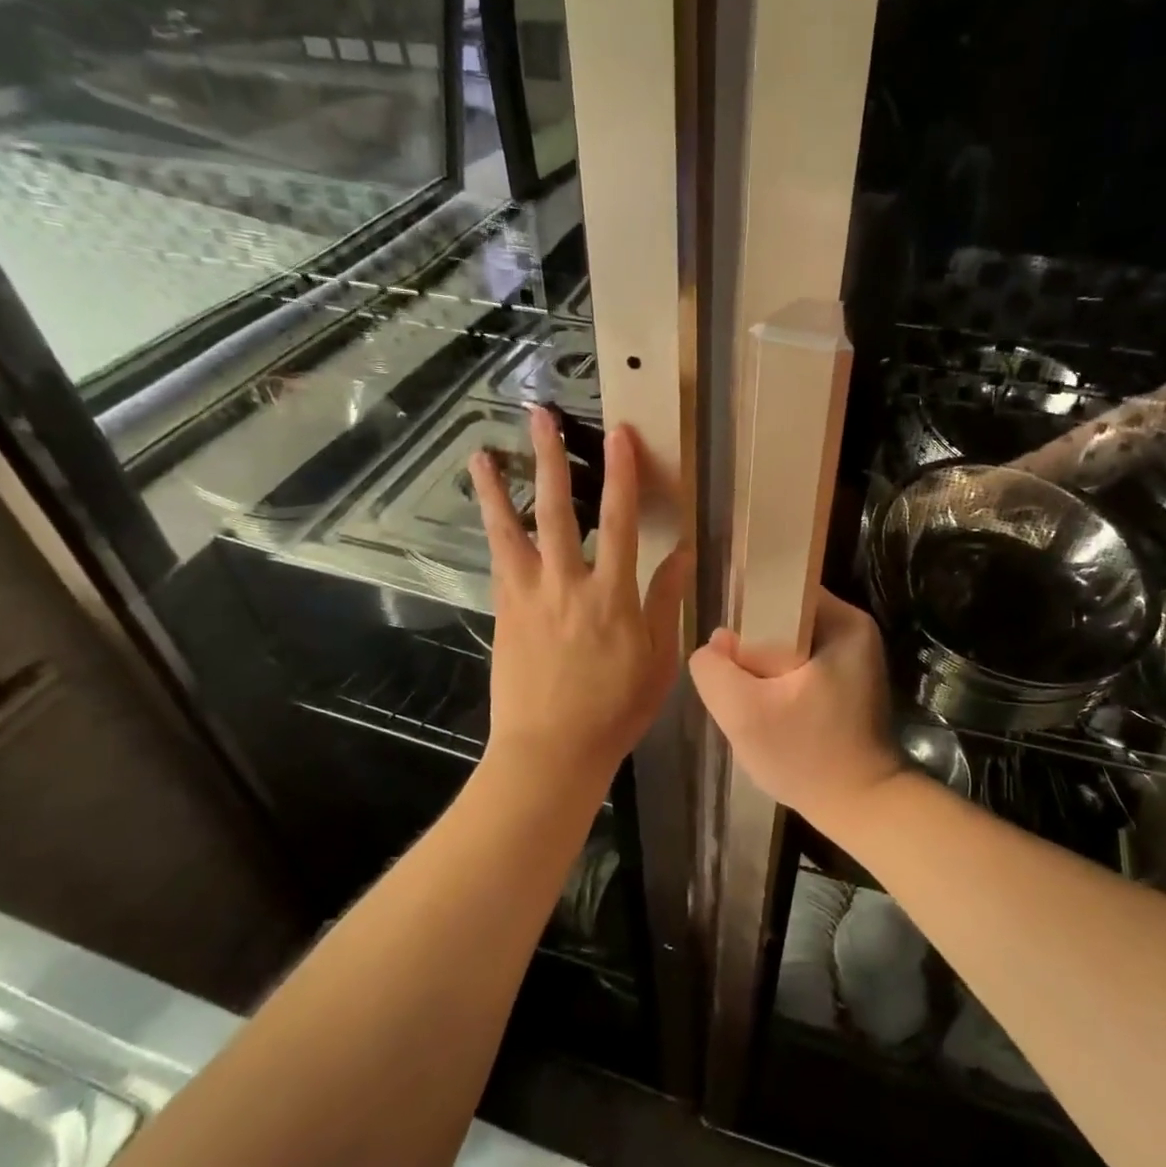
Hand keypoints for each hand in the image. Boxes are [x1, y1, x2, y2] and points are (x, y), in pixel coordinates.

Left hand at [470, 407, 687, 788]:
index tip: (619, 434)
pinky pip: (499, 561)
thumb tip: (683, 553)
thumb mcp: (657, 659)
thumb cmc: (615, 709)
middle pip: (558, 510)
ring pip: (512, 531)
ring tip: (482, 454)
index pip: (621, 522)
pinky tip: (488, 511)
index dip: (621, 474)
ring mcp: (529, 596)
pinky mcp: (505, 611)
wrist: (551, 750)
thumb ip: (666, 601)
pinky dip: (493, 531)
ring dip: (498, 489)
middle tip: (540, 416)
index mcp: (613, 596)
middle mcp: (567, 584)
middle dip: (551, 459)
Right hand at [688, 590, 904, 831]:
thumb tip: (716, 644)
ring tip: (750, 702)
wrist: (862, 809)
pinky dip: (778, 684)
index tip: (728, 652)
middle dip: (752, 648)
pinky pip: (798, 667)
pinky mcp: (847, 683)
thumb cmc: (807, 757)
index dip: (745, 614)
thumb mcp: (744, 713)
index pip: (780, 590)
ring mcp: (852, 658)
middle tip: (737, 685)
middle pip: (781, 619)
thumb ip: (714, 670)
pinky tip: (769, 713)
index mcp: (842, 621)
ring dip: (763, 670)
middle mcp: (853, 630)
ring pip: (786, 645)